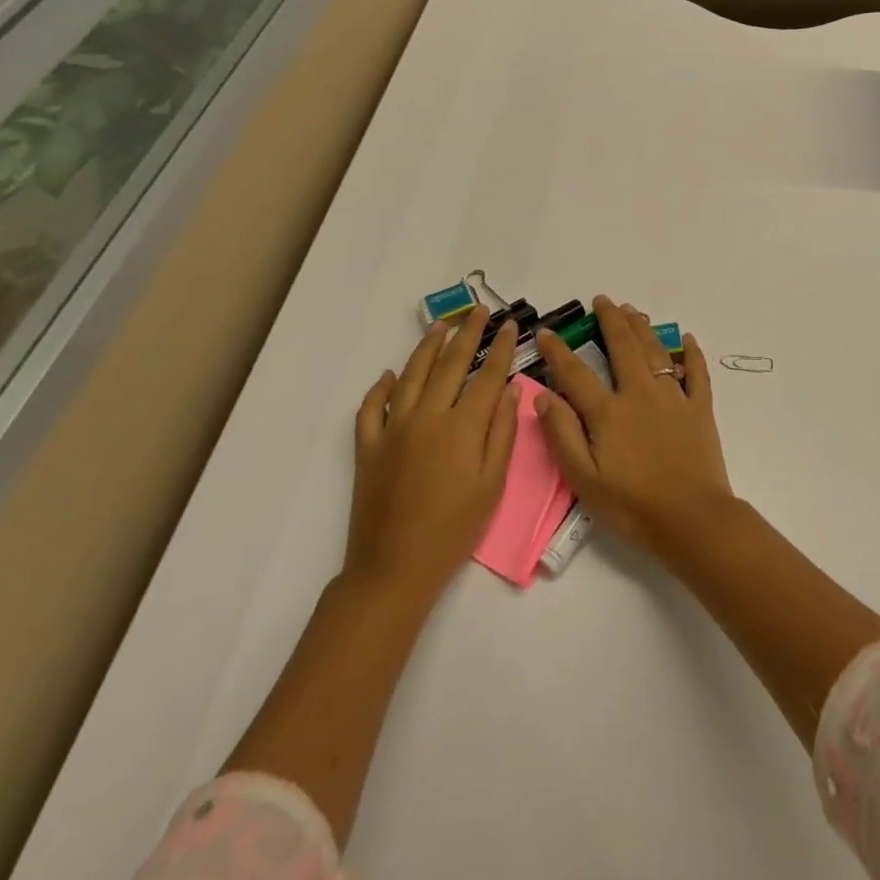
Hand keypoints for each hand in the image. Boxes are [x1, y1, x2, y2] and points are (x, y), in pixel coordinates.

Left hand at [344, 308, 520, 597]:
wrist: (394, 568)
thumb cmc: (454, 530)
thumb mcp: (492, 484)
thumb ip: (502, 432)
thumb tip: (511, 389)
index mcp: (462, 426)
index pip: (487, 376)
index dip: (502, 348)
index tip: (511, 326)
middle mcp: (427, 416)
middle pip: (450, 364)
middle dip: (468, 334)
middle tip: (479, 311)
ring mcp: (393, 428)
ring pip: (411, 375)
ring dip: (427, 347)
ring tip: (441, 325)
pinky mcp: (368, 446)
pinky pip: (372, 407)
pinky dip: (380, 387)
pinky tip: (389, 375)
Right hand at [533, 296, 734, 553]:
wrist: (692, 520)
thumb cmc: (632, 506)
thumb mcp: (584, 479)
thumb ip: (562, 434)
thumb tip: (543, 396)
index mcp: (609, 412)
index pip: (576, 373)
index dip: (559, 351)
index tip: (547, 332)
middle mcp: (640, 394)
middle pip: (623, 347)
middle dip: (610, 320)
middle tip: (603, 300)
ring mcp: (674, 397)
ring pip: (656, 352)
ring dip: (642, 328)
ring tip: (632, 310)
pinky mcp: (700, 409)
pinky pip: (697, 373)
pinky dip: (692, 353)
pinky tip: (686, 338)